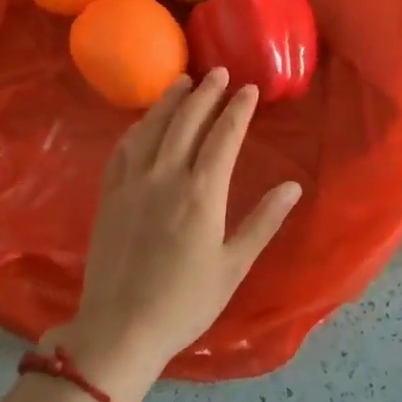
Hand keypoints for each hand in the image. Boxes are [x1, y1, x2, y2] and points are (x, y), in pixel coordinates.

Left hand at [55, 69, 302, 401]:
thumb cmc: (185, 302)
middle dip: (206, 93)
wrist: (120, 328)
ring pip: (152, 127)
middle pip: (187, 121)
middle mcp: (166, 176)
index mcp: (202, 193)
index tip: (249, 89)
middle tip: (219, 73)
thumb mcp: (234, 266)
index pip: (224, 136)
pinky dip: (137, 127)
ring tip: (183, 81)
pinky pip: (123, 149)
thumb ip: (263, 222)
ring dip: (170, 100)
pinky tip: (144, 121)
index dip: (238, 109)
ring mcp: (132, 183)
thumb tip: (292, 187)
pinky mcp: (109, 195)